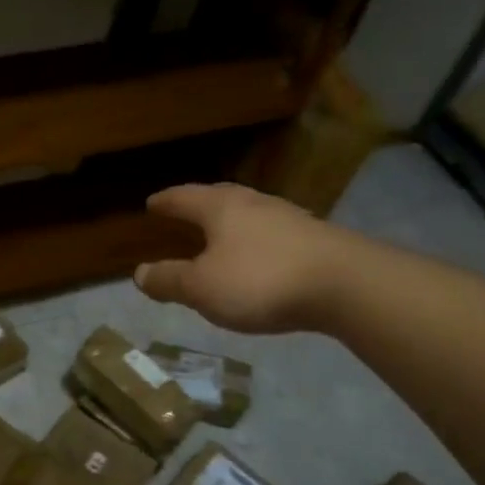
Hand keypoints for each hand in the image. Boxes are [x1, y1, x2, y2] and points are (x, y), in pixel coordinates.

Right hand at [135, 183, 350, 333]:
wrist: (345, 285)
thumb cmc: (261, 281)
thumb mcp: (202, 288)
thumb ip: (170, 280)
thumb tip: (139, 273)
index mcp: (221, 209)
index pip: (184, 198)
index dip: (165, 202)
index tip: (151, 203)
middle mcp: (254, 204)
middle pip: (219, 197)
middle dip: (198, 204)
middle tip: (184, 210)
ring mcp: (288, 218)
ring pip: (249, 213)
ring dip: (230, 221)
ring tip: (219, 232)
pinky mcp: (314, 238)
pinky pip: (271, 232)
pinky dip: (255, 239)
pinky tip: (258, 254)